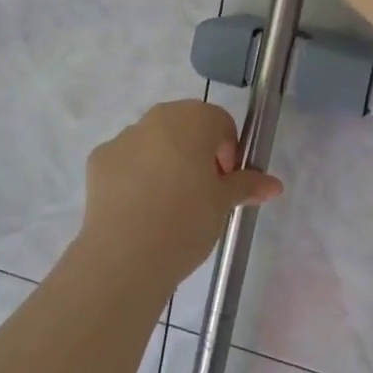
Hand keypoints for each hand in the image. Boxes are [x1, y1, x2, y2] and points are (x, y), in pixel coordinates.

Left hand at [82, 100, 281, 284]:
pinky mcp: (98, 160)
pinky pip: (126, 161)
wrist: (125, 255)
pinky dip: (135, 176)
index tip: (225, 183)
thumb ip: (247, 185)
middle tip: (201, 193)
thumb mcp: (224, 203)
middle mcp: (156, 118)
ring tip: (167, 206)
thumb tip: (274, 185)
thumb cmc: (187, 220)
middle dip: (196, 152)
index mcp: (193, 119)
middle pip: (184, 127)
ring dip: (164, 162)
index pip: (220, 122)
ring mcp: (123, 137)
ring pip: (153, 142)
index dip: (227, 151)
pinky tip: (138, 210)